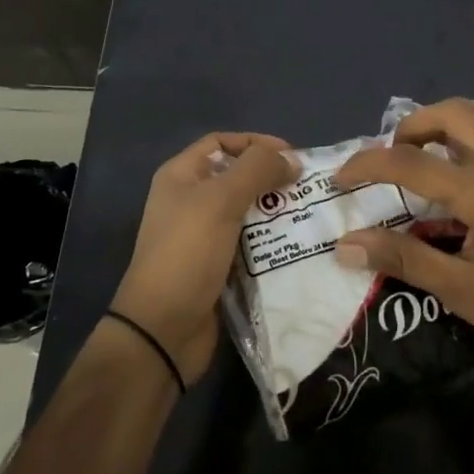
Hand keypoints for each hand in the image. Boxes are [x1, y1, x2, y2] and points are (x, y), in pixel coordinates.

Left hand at [110, 132, 296, 385]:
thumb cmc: (187, 253)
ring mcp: (204, 236)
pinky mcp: (218, 266)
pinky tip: (298, 244)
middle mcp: (190, 201)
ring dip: (276, 212)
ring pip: (248, 212)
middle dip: (271, 179)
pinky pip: (250, 244)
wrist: (164, 330)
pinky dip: (272, 242)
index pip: (221, 142)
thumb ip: (256, 170)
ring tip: (310, 214)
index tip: (291, 155)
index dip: (255, 143)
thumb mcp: (220, 201)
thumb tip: (291, 158)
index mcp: (181, 177)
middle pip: (237, 177)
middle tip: (308, 187)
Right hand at [332, 98, 473, 405]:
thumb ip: (402, 260)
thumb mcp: (460, 293)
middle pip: (455, 115)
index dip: (369, 165)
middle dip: (413, 125)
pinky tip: (472, 156)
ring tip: (428, 144)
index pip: (413, 163)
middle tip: (387, 156)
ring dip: (454, 117)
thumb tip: (345, 244)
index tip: (339, 180)